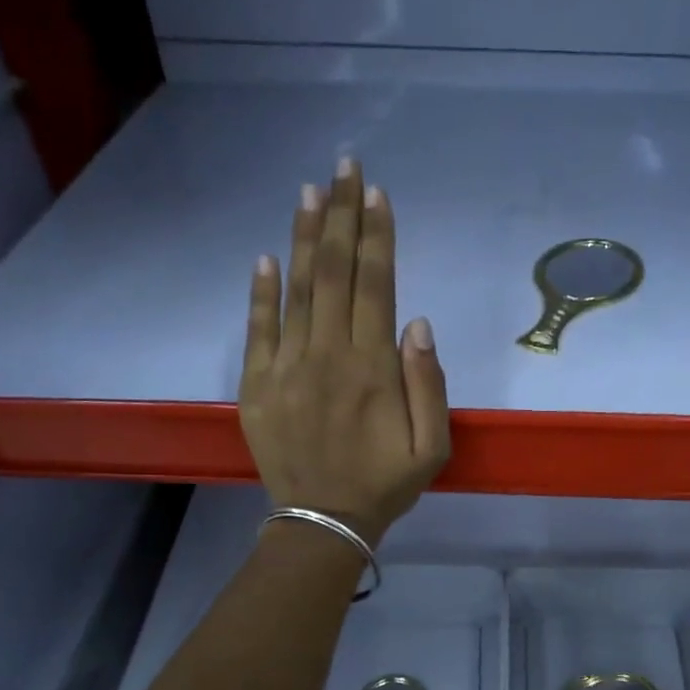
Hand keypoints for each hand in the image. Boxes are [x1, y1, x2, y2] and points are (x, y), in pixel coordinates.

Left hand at [240, 158, 449, 546]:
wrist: (324, 521)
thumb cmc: (385, 484)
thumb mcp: (432, 446)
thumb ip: (429, 384)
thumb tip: (417, 323)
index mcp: (373, 369)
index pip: (375, 285)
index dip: (376, 236)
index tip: (376, 194)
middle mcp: (327, 356)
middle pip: (333, 273)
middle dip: (340, 216)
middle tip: (344, 168)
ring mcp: (286, 368)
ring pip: (295, 290)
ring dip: (302, 237)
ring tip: (308, 192)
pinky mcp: (257, 385)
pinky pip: (257, 329)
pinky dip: (260, 291)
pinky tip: (265, 256)